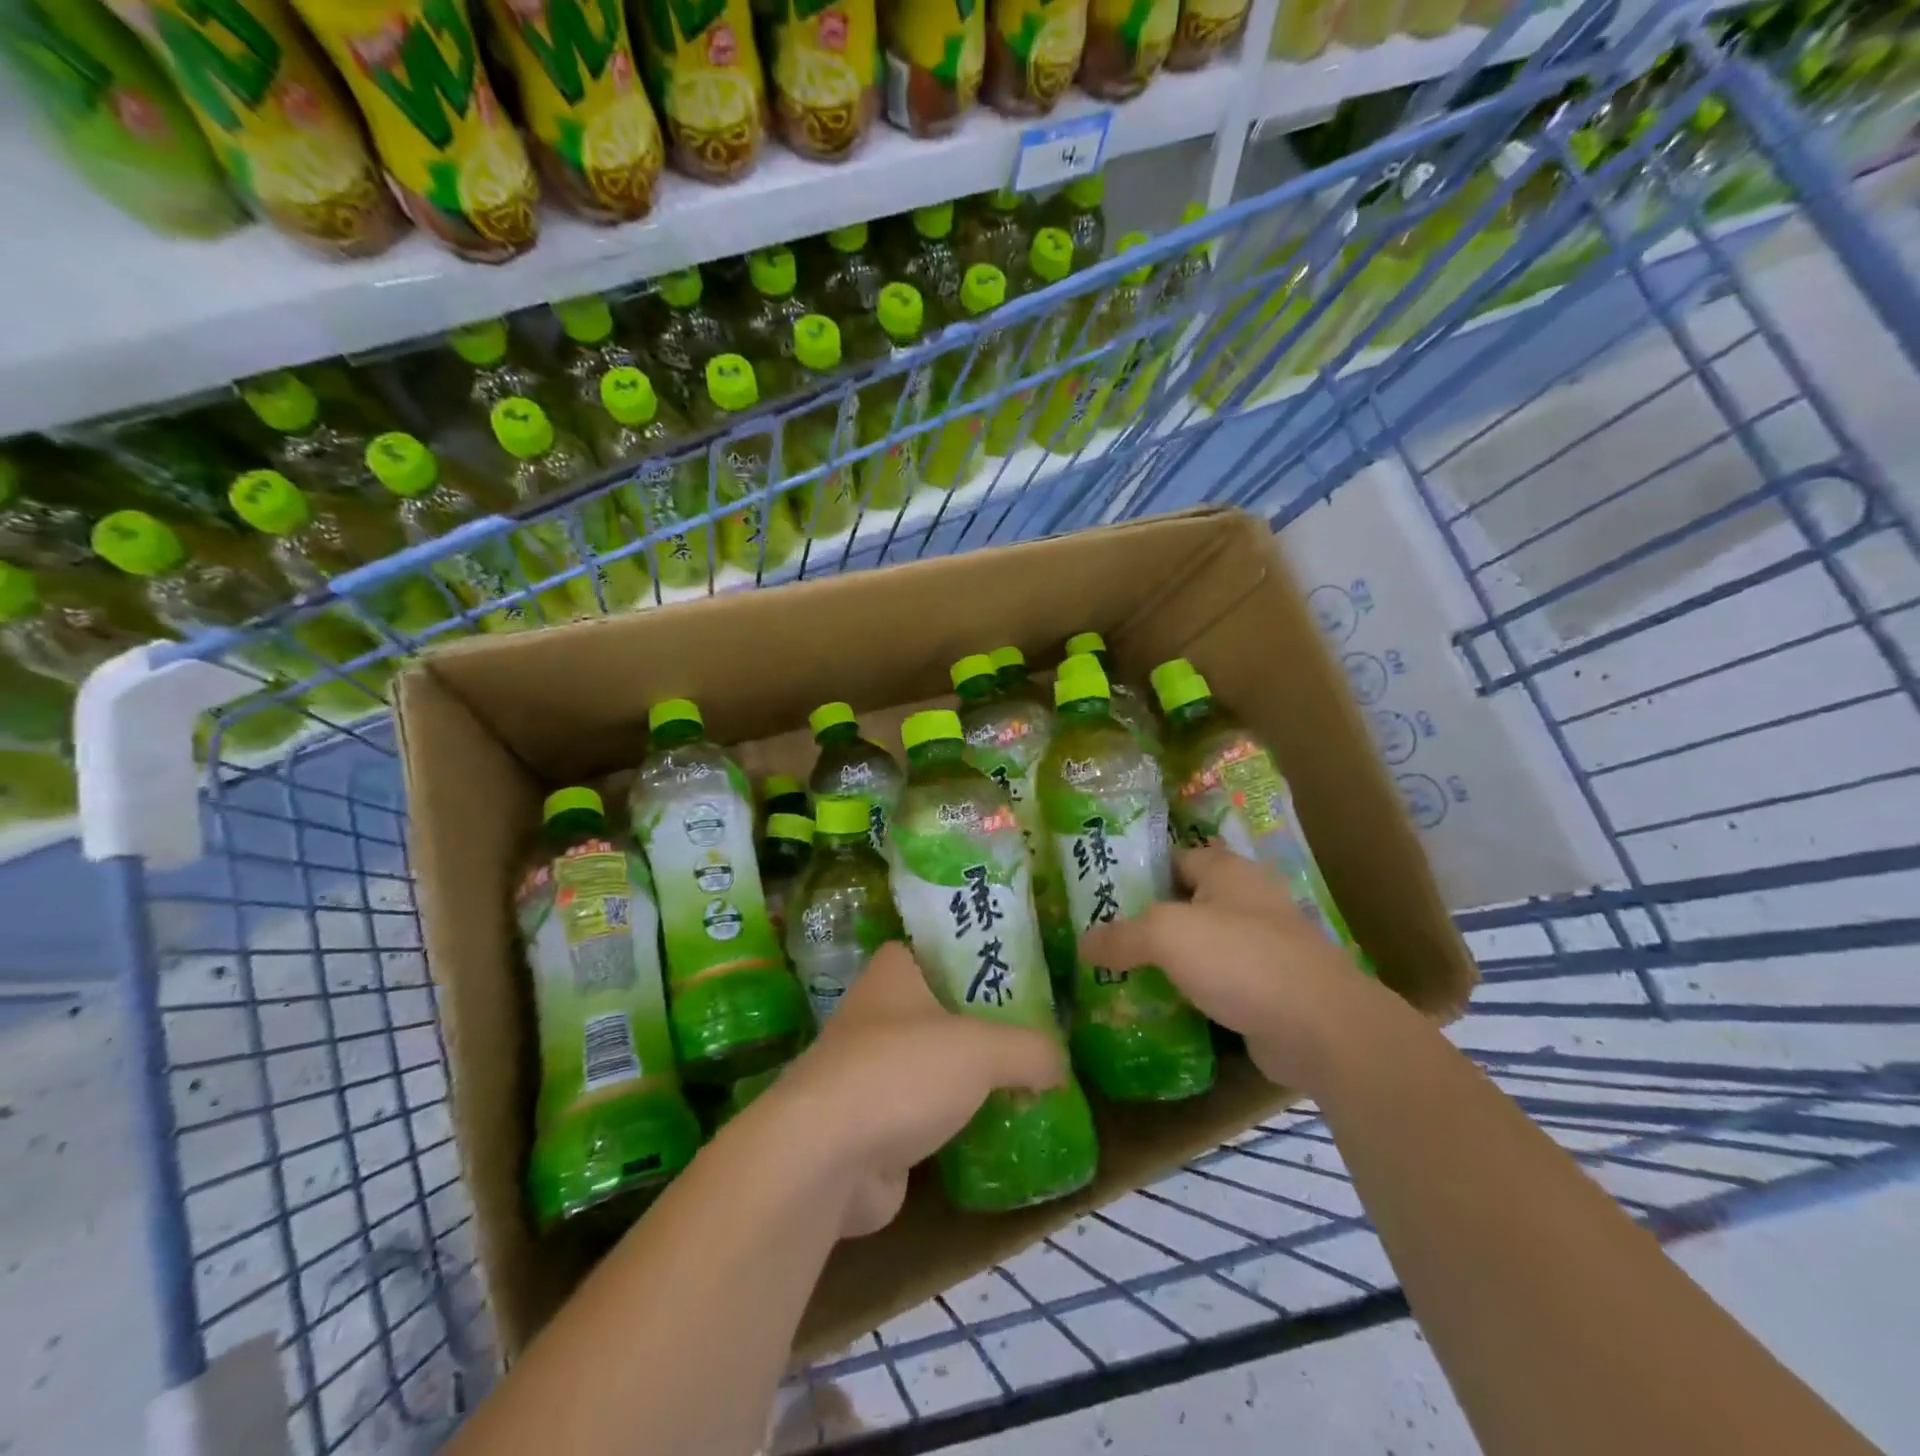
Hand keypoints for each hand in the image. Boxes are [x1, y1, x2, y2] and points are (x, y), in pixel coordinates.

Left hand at [758, 942, 1066, 1237]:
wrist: (825, 1159)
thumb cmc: (902, 1073)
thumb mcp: (981, 1049)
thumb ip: (1028, 1049)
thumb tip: (1059, 1064)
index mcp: (894, 973)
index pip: (937, 949)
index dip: (975, 956)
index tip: (1018, 972)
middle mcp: (876, 1014)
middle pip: (940, 1009)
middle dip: (981, 1023)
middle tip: (1035, 1033)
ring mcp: (869, 1072)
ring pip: (932, 1064)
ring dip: (967, 1078)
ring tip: (1026, 1082)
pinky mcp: (870, 1125)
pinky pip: (924, 1114)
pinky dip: (953, 1123)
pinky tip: (993, 1130)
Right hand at [1081, 844, 1381, 1091]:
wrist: (1320, 1028)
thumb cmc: (1241, 959)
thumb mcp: (1166, 935)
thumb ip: (1121, 936)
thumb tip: (1084, 944)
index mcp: (1228, 870)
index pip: (1175, 857)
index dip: (1139, 870)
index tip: (1100, 891)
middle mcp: (1247, 900)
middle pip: (1186, 903)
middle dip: (1148, 919)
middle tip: (1102, 937)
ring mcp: (1263, 947)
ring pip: (1202, 946)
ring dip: (1170, 960)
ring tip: (1120, 973)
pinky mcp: (1269, 989)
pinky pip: (1218, 983)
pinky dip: (1192, 991)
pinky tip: (1159, 1006)